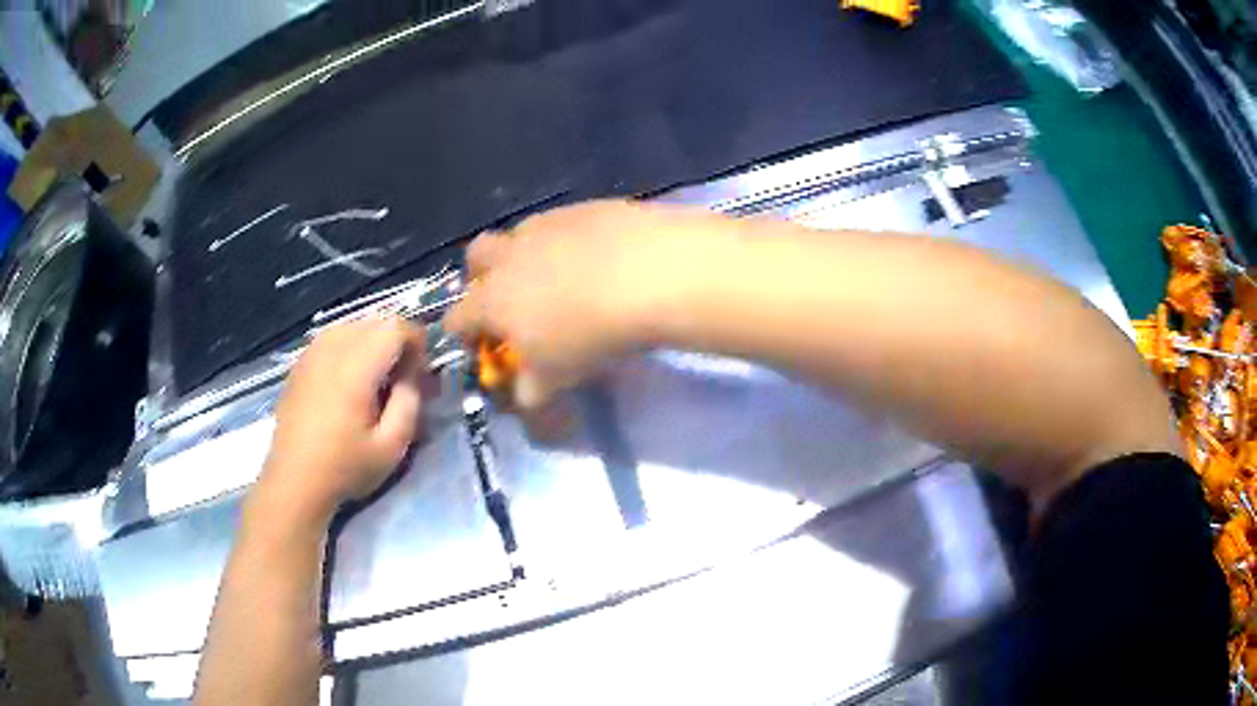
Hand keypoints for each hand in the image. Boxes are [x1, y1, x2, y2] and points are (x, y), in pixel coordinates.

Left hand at [256, 317, 426, 522]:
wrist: (294, 482)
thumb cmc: (345, 468)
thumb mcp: (392, 446)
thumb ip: (410, 402)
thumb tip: (412, 373)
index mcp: (355, 368)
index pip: (394, 327)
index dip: (416, 339)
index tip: (422, 369)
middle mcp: (331, 350)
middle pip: (374, 321)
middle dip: (396, 341)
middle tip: (404, 376)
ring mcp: (311, 354)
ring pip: (352, 326)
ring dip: (372, 342)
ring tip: (377, 377)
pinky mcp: (299, 365)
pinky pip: (331, 339)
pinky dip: (349, 347)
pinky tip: (349, 380)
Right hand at [446, 200, 723, 407]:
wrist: (647, 275)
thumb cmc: (589, 334)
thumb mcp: (556, 377)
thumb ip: (531, 390)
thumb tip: (525, 394)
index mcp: (491, 298)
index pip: (456, 317)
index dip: (463, 333)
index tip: (481, 345)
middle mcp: (509, 254)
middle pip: (476, 256)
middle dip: (482, 276)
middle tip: (509, 297)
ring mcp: (546, 224)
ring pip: (519, 234)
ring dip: (525, 253)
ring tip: (559, 276)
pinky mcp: (583, 207)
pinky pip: (562, 222)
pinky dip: (567, 240)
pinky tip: (597, 256)